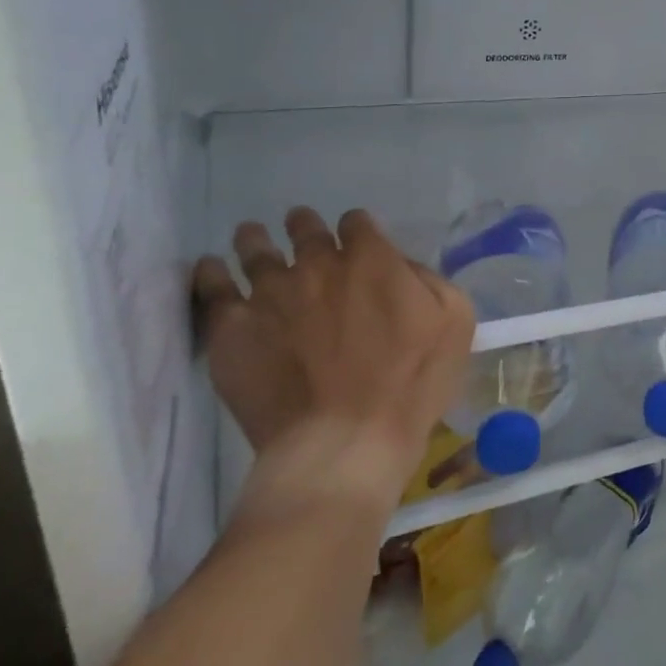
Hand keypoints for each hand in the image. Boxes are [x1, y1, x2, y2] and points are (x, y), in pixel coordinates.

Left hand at [193, 208, 473, 515]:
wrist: (346, 442)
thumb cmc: (411, 385)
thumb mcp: (454, 322)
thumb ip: (429, 280)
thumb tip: (402, 267)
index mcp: (371, 259)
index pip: (357, 223)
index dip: (358, 231)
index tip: (357, 244)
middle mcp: (317, 264)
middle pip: (305, 228)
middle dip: (304, 226)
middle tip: (301, 230)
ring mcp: (270, 293)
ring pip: (256, 249)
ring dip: (256, 239)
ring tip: (252, 237)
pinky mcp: (233, 327)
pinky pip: (212, 287)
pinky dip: (211, 273)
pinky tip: (211, 268)